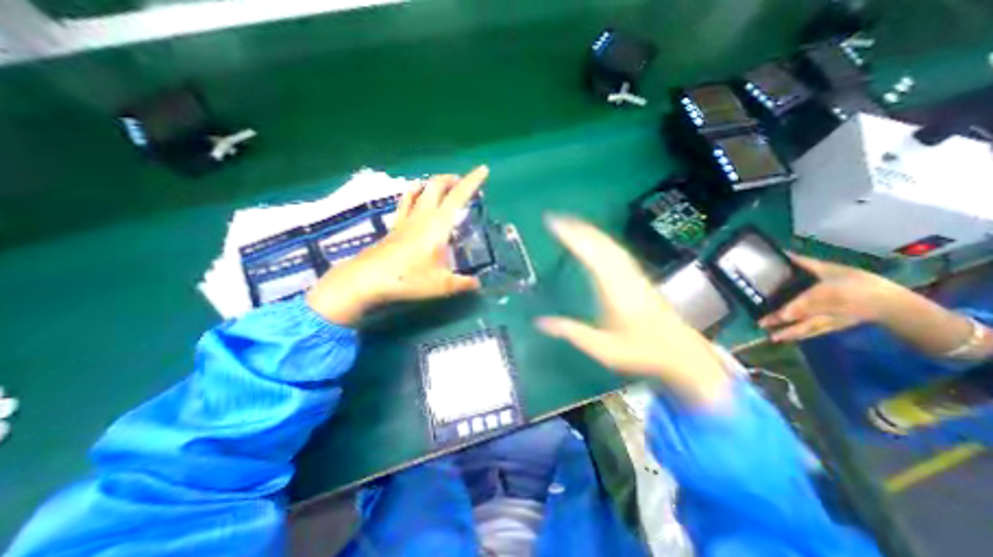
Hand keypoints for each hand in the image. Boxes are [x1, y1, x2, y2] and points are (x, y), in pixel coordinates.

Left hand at [303, 166, 488, 326]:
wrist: (367, 280)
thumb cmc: (408, 279)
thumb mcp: (442, 285)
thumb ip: (463, 284)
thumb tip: (478, 284)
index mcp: (438, 224)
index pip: (458, 196)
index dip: (472, 181)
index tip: (483, 169)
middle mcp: (422, 215)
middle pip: (436, 185)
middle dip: (452, 179)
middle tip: (464, 185)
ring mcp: (406, 219)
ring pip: (420, 189)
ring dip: (434, 184)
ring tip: (444, 189)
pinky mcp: (395, 226)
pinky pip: (406, 201)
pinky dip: (416, 193)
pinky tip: (418, 200)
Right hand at [535, 216, 727, 406]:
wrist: (683, 353)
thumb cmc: (642, 351)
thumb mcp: (603, 348)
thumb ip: (571, 332)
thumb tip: (539, 322)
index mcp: (614, 288)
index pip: (589, 254)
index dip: (570, 236)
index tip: (553, 223)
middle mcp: (624, 274)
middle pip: (600, 243)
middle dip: (577, 227)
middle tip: (556, 218)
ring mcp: (634, 274)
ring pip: (610, 244)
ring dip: (590, 231)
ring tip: (571, 224)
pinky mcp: (639, 277)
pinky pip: (617, 251)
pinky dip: (602, 240)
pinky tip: (597, 242)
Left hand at [757, 257, 906, 344]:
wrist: (892, 304)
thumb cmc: (860, 283)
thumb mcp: (833, 270)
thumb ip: (807, 263)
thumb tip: (785, 254)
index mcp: (823, 294)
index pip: (805, 303)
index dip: (793, 309)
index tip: (780, 315)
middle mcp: (823, 309)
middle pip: (800, 316)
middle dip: (781, 321)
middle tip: (761, 324)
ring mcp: (828, 320)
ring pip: (806, 328)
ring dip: (788, 333)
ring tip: (773, 337)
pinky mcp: (832, 327)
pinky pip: (813, 332)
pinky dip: (800, 336)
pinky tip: (787, 338)